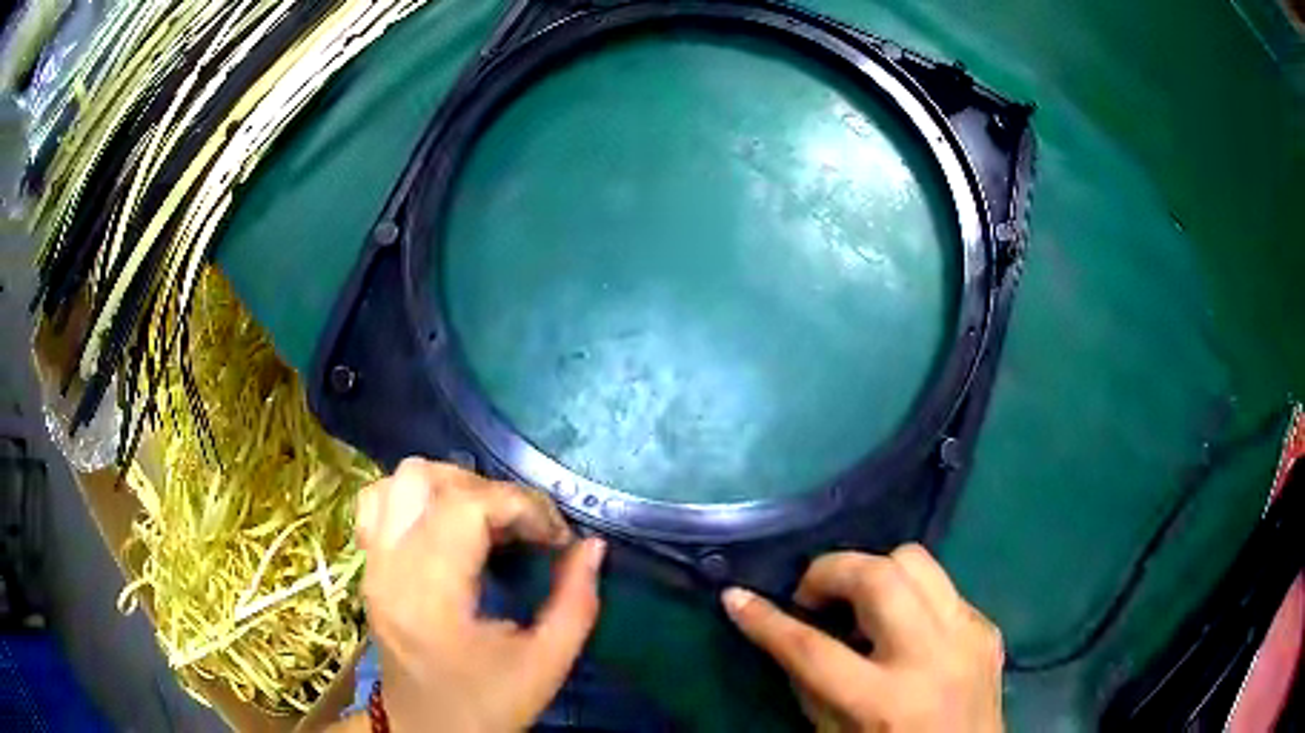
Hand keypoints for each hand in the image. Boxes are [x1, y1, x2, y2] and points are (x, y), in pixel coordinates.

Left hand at [356, 458, 604, 731]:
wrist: (428, 730)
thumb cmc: (487, 705)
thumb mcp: (546, 664)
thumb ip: (576, 603)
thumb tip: (592, 545)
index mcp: (430, 597)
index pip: (466, 508)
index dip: (521, 506)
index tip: (557, 538)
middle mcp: (390, 568)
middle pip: (428, 481)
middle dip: (490, 492)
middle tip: (526, 530)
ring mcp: (373, 564)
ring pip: (399, 481)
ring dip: (450, 485)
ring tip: (487, 520)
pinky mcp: (369, 566)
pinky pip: (378, 501)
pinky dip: (415, 497)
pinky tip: (445, 525)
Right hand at [722, 545, 1002, 731]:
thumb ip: (811, 684)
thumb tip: (790, 631)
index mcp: (884, 701)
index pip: (812, 650)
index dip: (767, 621)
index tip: (735, 597)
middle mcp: (932, 658)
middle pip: (878, 578)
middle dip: (831, 571)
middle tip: (812, 597)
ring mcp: (968, 635)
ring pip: (917, 561)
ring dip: (875, 573)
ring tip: (858, 606)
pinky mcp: (987, 626)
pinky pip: (941, 588)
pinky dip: (910, 597)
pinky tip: (903, 628)